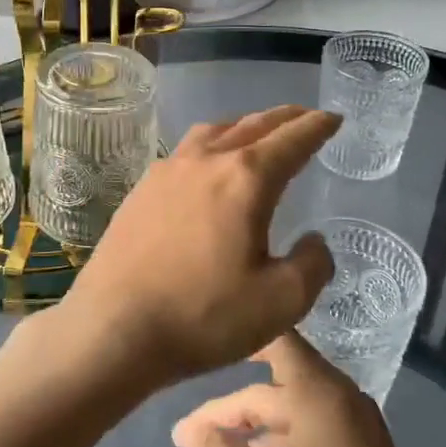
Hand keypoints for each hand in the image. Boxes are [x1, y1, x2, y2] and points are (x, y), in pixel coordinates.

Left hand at [61, 105, 338, 388]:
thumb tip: (314, 241)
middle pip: (252, 126)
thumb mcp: (280, 302)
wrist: (112, 329)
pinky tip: (206, 167)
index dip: (317, 127)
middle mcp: (205, 161)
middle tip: (304, 117)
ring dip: (243, 127)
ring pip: (213, 132)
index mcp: (245, 179)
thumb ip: (312, 266)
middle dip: (284, 119)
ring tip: (256, 134)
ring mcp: (166, 172)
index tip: (333, 118)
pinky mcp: (140, 191)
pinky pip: (185, 152)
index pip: (292, 140)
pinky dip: (210, 146)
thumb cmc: (202, 316)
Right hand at [170, 332, 445, 446]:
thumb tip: (191, 431)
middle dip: (227, 415)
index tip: (200, 347)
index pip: (276, 341)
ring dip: (247, 443)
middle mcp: (342, 403)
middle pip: (273, 391)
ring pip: (288, 422)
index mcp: (321, 395)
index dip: (238, 339)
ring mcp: (357, 436)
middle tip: (183, 446)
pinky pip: (307, 445)